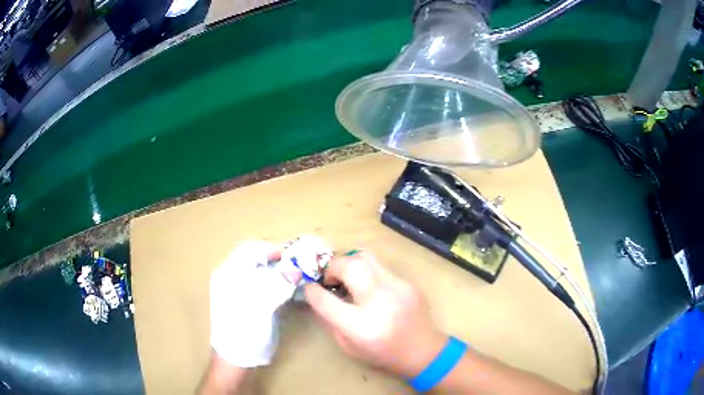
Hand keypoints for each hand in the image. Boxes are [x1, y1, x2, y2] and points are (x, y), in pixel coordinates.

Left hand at [209, 241, 294, 367]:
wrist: (237, 358)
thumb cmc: (243, 330)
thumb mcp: (259, 306)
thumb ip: (276, 285)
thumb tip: (296, 270)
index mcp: (229, 273)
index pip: (251, 249)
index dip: (272, 249)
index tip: (294, 257)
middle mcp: (233, 277)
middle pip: (257, 259)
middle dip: (279, 260)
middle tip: (300, 266)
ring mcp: (242, 290)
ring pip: (263, 272)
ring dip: (281, 272)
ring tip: (299, 276)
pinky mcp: (251, 302)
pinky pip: (266, 285)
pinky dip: (279, 284)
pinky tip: (290, 290)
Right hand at [304, 251, 447, 377]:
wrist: (424, 351)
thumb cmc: (383, 354)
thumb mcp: (349, 347)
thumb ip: (330, 320)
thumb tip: (318, 296)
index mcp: (360, 326)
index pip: (325, 300)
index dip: (312, 291)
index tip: (309, 287)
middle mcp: (378, 302)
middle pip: (348, 266)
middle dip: (332, 267)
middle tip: (330, 279)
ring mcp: (397, 288)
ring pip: (365, 257)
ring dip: (349, 263)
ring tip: (348, 277)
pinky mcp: (407, 283)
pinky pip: (381, 267)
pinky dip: (368, 272)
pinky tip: (371, 288)